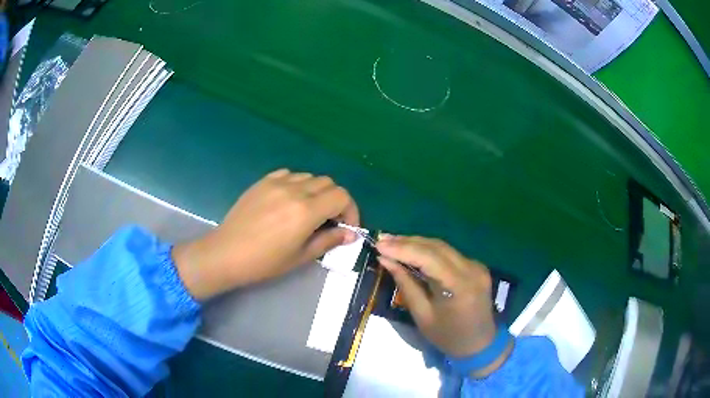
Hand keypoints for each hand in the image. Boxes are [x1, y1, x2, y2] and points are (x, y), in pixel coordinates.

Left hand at [172, 169, 359, 300]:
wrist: (226, 253)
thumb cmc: (264, 262)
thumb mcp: (300, 256)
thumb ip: (328, 240)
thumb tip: (350, 233)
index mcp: (306, 211)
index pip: (342, 196)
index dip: (351, 210)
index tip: (347, 227)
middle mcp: (294, 190)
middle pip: (328, 183)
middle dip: (336, 201)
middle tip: (330, 221)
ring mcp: (276, 183)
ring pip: (309, 177)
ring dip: (318, 192)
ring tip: (310, 211)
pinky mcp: (262, 182)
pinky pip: (289, 174)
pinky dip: (298, 184)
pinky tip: (290, 200)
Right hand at [376, 235, 509, 375]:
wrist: (479, 343)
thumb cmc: (447, 336)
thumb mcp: (422, 315)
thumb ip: (405, 284)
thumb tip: (386, 260)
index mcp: (459, 286)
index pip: (429, 257)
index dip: (402, 248)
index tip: (379, 244)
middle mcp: (472, 269)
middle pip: (436, 247)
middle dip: (407, 242)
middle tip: (382, 240)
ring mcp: (476, 266)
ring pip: (443, 247)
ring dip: (417, 243)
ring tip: (392, 242)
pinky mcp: (476, 266)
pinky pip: (449, 253)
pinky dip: (429, 250)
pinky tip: (413, 250)